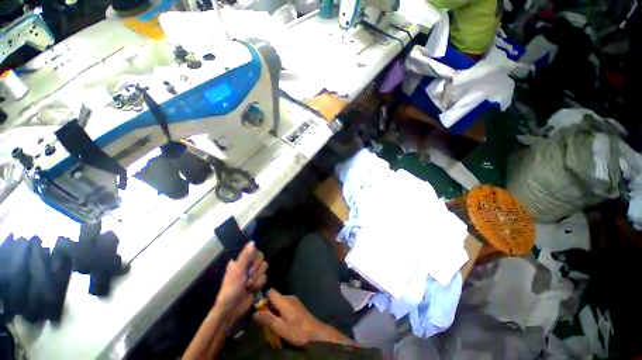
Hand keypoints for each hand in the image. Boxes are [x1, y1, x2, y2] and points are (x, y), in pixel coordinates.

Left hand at [214, 242, 267, 322]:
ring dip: (257, 278)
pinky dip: (259, 284)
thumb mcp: (237, 271)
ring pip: (264, 268)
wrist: (232, 309)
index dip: (255, 259)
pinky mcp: (258, 282)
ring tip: (249, 285)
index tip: (250, 266)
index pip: (255, 251)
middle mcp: (248, 265)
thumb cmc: (231, 288)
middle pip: (262, 259)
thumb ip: (245, 256)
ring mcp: (253, 274)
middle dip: (256, 270)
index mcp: (241, 261)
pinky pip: (265, 277)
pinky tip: (253, 289)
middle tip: (248, 276)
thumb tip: (252, 241)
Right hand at [252, 289, 353, 346]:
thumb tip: (254, 312)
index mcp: (284, 300)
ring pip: (280, 302)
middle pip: (274, 297)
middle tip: (264, 321)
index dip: (263, 299)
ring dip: (274, 311)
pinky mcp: (297, 306)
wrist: (316, 333)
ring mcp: (294, 301)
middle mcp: (289, 297)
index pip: (270, 291)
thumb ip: (268, 319)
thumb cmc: (298, 330)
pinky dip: (281, 312)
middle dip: (268, 307)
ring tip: (272, 324)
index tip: (258, 310)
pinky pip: (285, 305)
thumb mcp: (281, 327)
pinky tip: (282, 322)